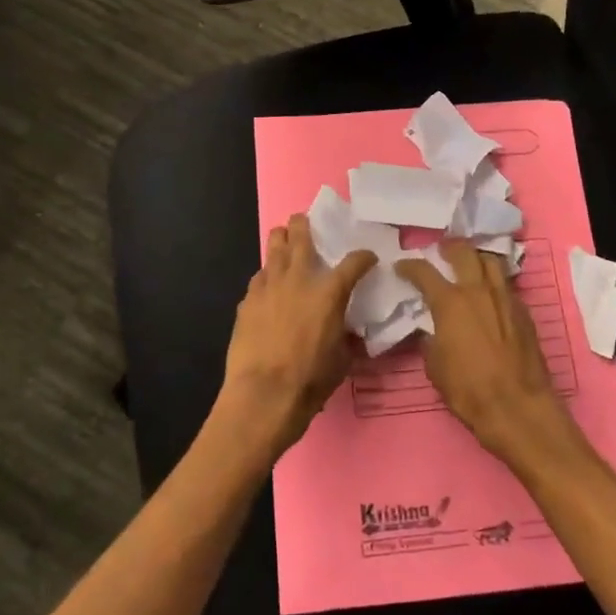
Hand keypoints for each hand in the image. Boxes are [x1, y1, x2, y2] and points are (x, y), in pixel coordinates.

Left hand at [218, 214, 375, 458]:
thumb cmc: (310, 379)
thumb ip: (347, 340)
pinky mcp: (247, 300)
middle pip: (301, 238)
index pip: (354, 263)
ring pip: (274, 248)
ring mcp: (269, 286)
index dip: (364, 257)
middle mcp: (299, 279)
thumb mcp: (342, 361)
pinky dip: (266, 275)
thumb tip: (350, 335)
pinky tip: (267, 283)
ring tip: (283, 237)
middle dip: (304, 225)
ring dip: (280, 241)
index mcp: (330, 292)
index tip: (368, 258)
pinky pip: (258, 277)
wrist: (263, 394)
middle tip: (303, 220)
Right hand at [396, 240, 576, 464]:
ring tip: (469, 264)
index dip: (410, 266)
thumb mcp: (435, 367)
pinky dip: (494, 281)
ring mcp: (505, 297)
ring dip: (477, 258)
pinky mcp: (524, 311)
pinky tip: (490, 294)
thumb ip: (431, 340)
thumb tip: (432, 331)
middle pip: (464, 252)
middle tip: (442, 251)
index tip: (402, 266)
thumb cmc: (469, 390)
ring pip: (491, 261)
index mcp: (450, 303)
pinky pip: (506, 284)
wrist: (517, 407)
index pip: (424, 272)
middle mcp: (478, 291)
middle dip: (449, 247)